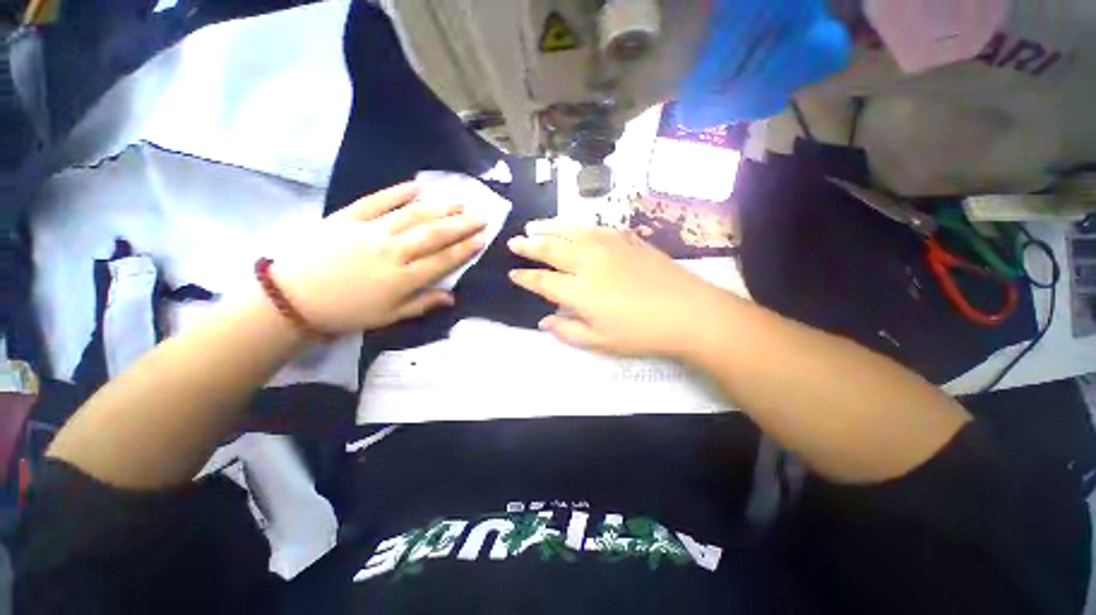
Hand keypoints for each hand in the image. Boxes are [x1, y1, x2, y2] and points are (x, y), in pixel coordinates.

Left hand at [271, 183, 486, 334]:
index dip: (465, 248)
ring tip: (459, 201)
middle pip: (434, 234)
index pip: (443, 259)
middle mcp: (392, 251)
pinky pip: (376, 201)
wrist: (293, 298)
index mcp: (403, 278)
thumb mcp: (389, 316)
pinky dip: (397, 193)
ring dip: (439, 207)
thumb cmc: (347, 312)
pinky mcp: (348, 218)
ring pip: (412, 215)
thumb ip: (423, 304)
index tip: (482, 238)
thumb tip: (453, 297)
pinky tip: (416, 187)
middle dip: (461, 224)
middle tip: (481, 215)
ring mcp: (370, 231)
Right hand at [508, 221, 733, 357]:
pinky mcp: (627, 240)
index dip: (525, 277)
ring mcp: (608, 246)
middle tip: (514, 241)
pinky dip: (579, 226)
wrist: (688, 312)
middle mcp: (588, 262)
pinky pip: (596, 228)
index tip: (512, 273)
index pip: (542, 281)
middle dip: (529, 246)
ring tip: (534, 226)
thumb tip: (543, 322)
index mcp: (578, 290)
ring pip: (570, 232)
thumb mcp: (600, 342)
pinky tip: (574, 227)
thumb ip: (567, 331)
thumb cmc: (641, 333)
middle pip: (551, 249)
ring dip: (549, 229)